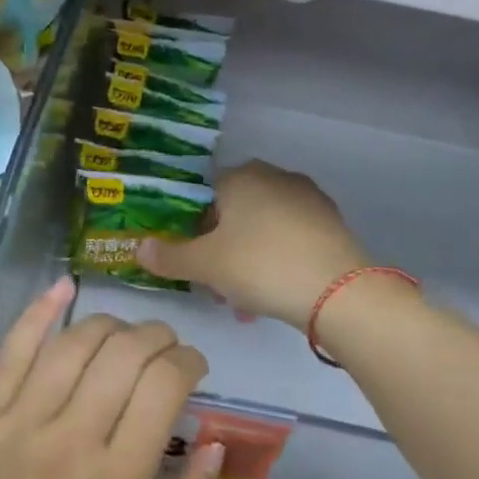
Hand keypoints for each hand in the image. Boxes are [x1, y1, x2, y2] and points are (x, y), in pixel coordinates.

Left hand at [0, 278, 220, 478]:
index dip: (189, 362)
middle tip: (165, 349)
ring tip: (125, 335)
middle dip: (158, 336)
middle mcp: (70, 440)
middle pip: (125, 354)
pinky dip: (40, 312)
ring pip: (75, 343)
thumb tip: (214, 442)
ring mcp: (18, 422)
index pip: (165, 386)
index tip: (193, 369)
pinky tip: (64, 287)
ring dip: (112, 324)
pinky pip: (11, 349)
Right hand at [137, 161, 368, 328]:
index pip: (202, 196)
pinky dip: (275, 262)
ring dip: (246, 262)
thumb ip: (169, 256)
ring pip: (261, 230)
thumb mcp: (205, 265)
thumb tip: (139, 248)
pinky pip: (289, 239)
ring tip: (245, 302)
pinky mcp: (331, 223)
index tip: (192, 262)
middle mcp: (275, 177)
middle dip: (220, 251)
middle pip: (233, 214)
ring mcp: (307, 198)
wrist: (339, 291)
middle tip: (216, 287)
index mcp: (241, 176)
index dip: (190, 230)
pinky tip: (274, 295)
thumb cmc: (261, 266)